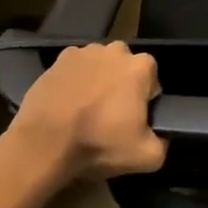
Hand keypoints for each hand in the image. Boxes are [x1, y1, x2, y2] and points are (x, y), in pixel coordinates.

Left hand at [4, 41, 164, 186]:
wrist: (44, 143)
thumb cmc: (99, 143)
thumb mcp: (146, 157)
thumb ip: (163, 143)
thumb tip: (160, 136)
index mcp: (140, 66)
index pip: (152, 81)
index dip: (145, 102)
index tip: (133, 122)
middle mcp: (114, 50)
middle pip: (125, 69)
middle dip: (122, 87)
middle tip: (110, 117)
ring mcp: (83, 52)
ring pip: (100, 67)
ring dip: (98, 82)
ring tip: (85, 112)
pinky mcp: (58, 60)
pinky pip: (74, 70)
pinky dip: (74, 82)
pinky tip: (67, 105)